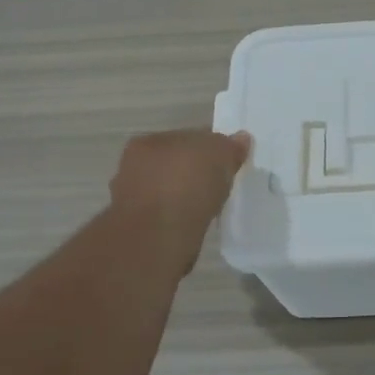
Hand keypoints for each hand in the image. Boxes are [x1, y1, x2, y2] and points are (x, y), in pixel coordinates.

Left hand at [109, 128, 252, 266]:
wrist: (160, 236)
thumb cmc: (187, 185)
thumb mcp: (220, 155)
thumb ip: (230, 146)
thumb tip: (241, 138)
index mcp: (150, 141)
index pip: (186, 138)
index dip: (209, 148)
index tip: (227, 162)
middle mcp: (134, 165)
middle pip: (176, 163)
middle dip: (195, 172)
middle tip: (219, 184)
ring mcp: (133, 197)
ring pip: (169, 190)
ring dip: (185, 196)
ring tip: (209, 206)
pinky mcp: (138, 227)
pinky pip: (167, 214)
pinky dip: (180, 217)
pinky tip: (195, 222)